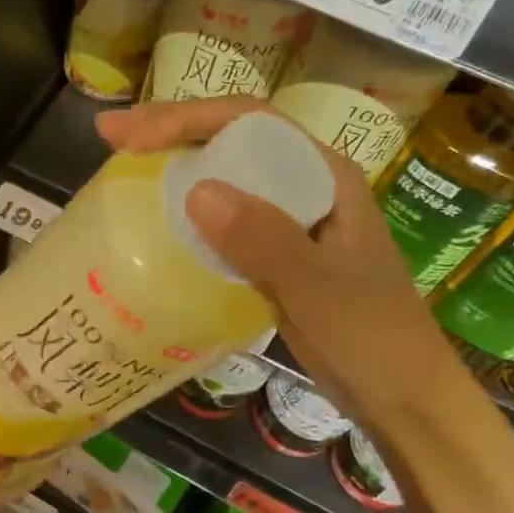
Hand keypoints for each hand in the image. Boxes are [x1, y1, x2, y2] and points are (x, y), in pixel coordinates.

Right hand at [96, 98, 484, 441]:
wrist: (401, 396)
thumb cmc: (371, 336)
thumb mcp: (317, 285)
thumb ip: (264, 239)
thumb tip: (195, 190)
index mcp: (323, 174)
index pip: (249, 121)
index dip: (187, 117)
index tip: (134, 133)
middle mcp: (304, 185)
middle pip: (231, 138)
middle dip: (171, 130)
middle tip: (112, 137)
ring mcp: (288, 220)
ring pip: (225, 176)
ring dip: (175, 165)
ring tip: (123, 165)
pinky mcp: (273, 254)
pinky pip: (223, 219)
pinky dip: (186, 211)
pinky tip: (157, 219)